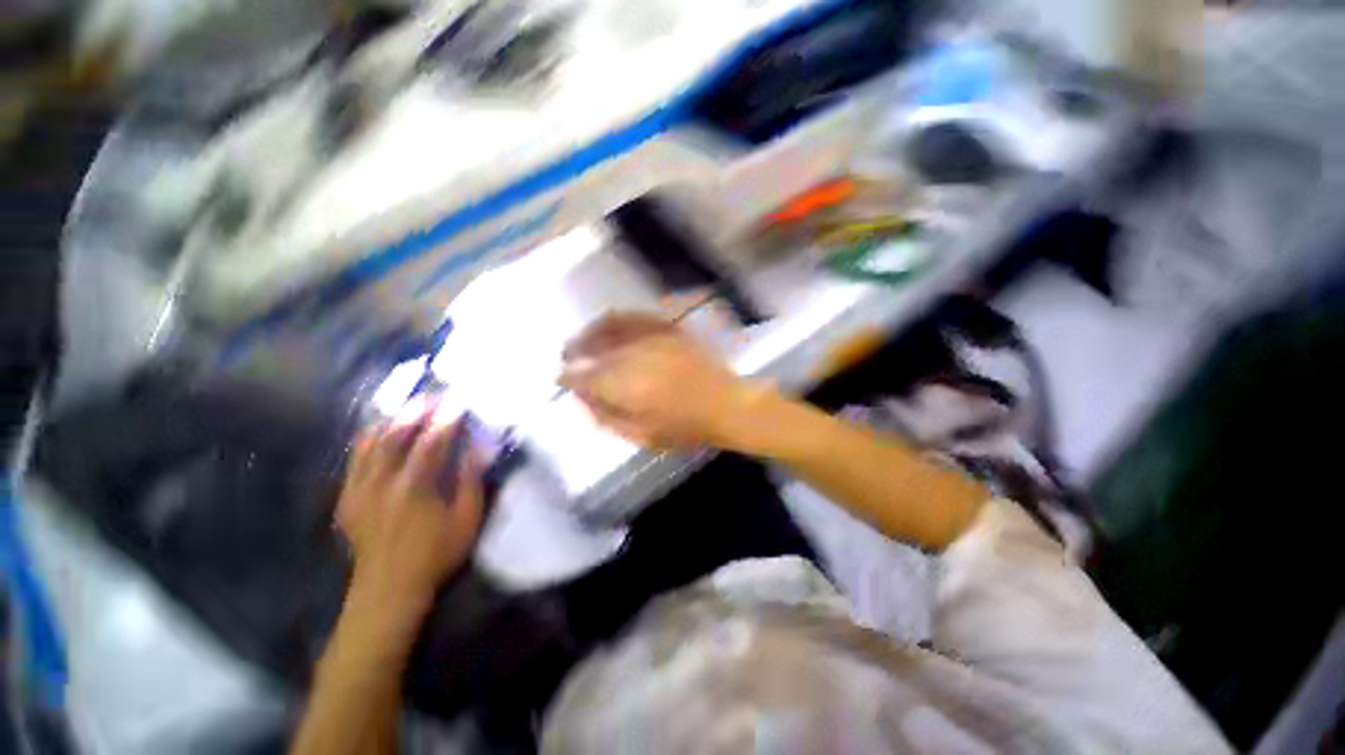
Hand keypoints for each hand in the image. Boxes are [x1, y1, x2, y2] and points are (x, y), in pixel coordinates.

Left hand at [336, 408, 484, 613]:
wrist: (388, 589)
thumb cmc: (436, 553)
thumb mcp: (466, 519)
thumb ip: (471, 480)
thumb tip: (479, 447)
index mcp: (413, 488)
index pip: (430, 443)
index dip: (445, 419)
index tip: (457, 400)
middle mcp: (380, 483)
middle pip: (394, 437)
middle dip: (414, 412)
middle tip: (430, 395)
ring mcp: (358, 490)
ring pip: (369, 444)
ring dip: (389, 421)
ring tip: (406, 407)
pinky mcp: (347, 498)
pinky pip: (355, 460)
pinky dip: (368, 440)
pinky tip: (379, 432)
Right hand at [559, 313, 775, 449]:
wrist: (726, 404)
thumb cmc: (685, 427)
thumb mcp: (641, 435)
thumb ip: (607, 417)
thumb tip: (582, 399)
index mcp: (625, 385)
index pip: (583, 376)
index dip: (568, 377)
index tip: (562, 379)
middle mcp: (634, 355)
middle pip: (593, 347)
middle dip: (574, 350)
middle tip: (567, 356)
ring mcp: (653, 337)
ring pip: (611, 325)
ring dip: (591, 331)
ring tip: (583, 338)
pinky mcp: (669, 328)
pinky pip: (636, 316)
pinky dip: (618, 319)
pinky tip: (611, 324)